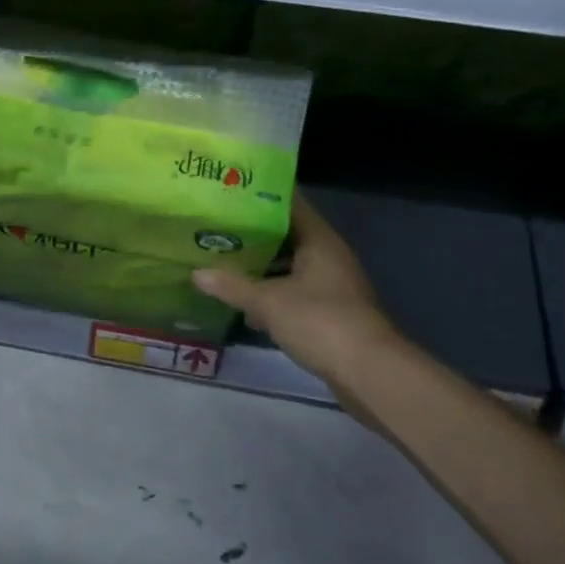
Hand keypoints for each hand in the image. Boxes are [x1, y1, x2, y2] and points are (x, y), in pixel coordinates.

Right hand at [193, 193, 403, 386]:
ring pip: (290, 265)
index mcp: (319, 240)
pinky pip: (294, 291)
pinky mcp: (329, 312)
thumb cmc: (320, 321)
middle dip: (255, 233)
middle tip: (217, 227)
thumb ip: (232, 286)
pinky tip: (245, 301)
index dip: (262, 196)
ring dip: (262, 265)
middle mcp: (328, 256)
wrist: (367, 372)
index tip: (231, 192)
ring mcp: (331, 285)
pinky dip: (272, 292)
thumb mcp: (268, 302)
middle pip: (287, 235)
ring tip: (224, 260)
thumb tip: (196, 273)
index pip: (290, 204)